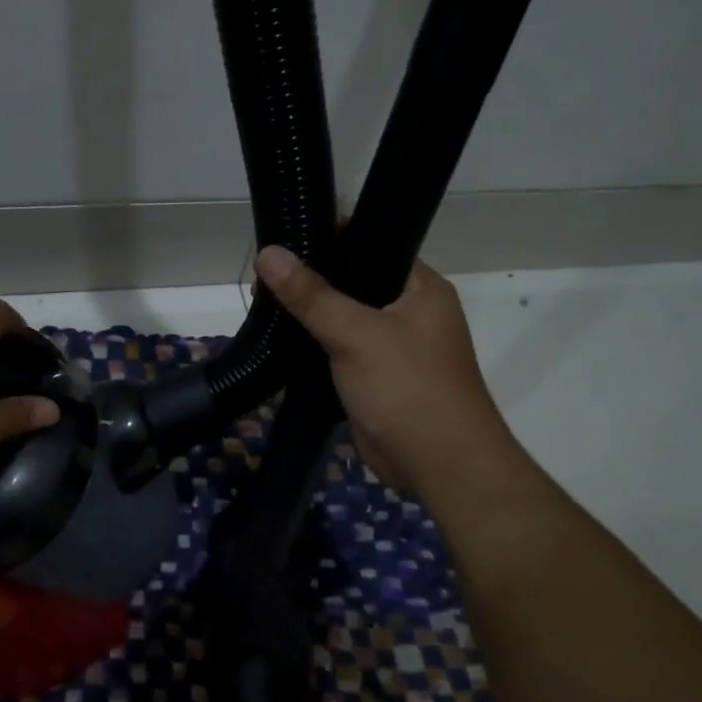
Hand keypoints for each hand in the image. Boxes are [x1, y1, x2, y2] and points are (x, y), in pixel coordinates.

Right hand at [254, 247, 518, 500]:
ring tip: (262, 301)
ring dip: (308, 315)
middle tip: (263, 273)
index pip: (372, 243)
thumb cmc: (409, 389)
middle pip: (352, 282)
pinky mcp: (373, 378)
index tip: (284, 235)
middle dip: (310, 279)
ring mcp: (391, 347)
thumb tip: (268, 252)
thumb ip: (311, 295)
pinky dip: (312, 346)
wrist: (440, 466)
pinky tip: (279, 339)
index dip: (329, 236)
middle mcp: (408, 311)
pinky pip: (337, 351)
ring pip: (342, 319)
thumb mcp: (357, 334)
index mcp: (420, 288)